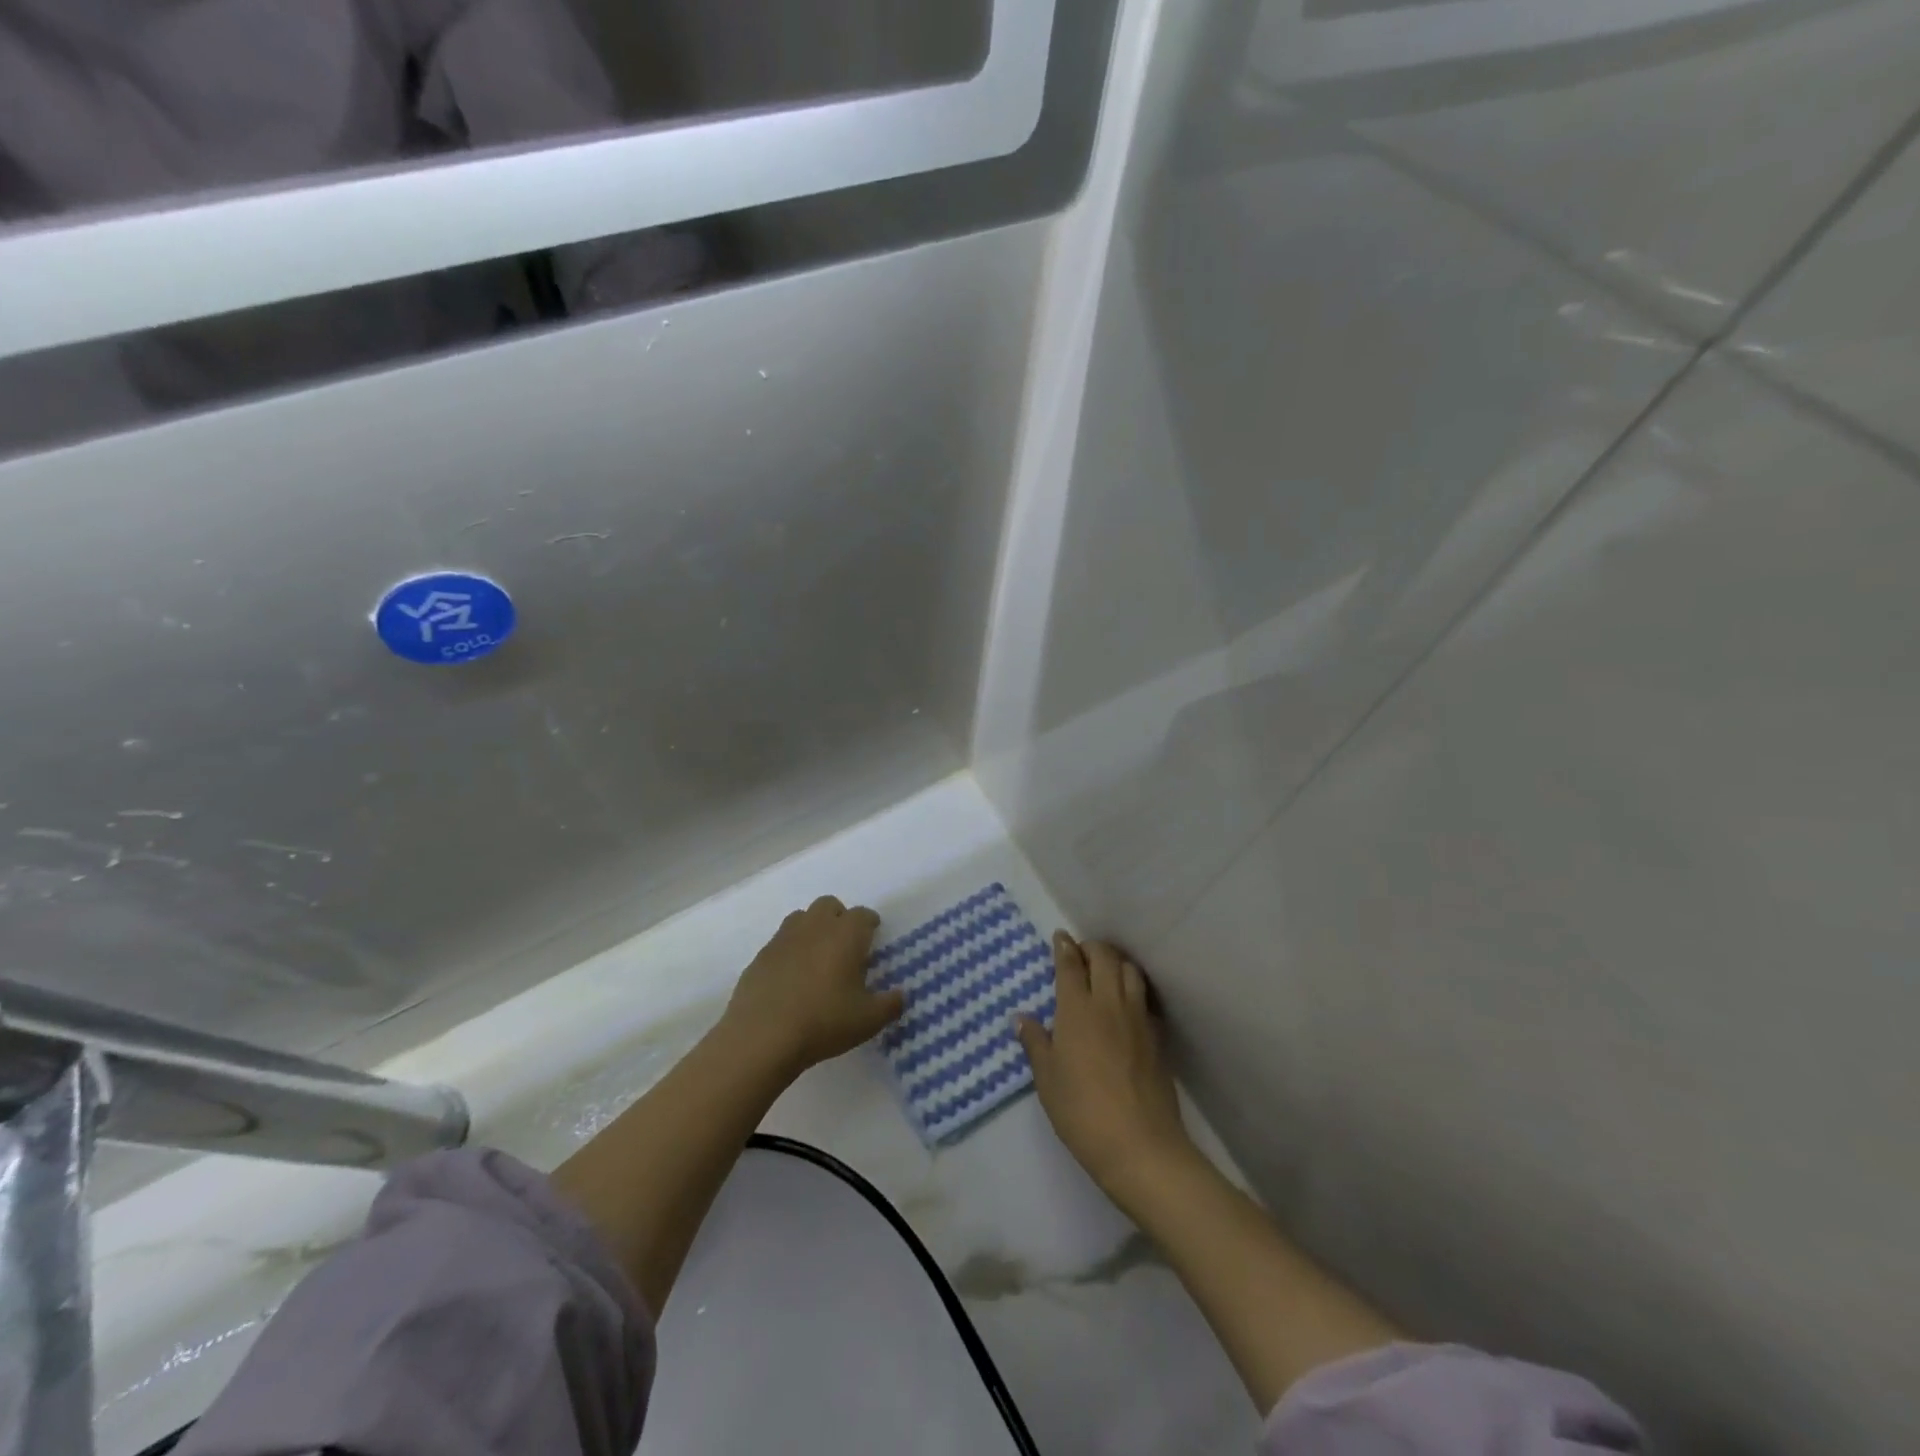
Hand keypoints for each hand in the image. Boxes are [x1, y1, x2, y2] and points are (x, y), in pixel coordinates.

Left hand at [720, 896, 904, 1077]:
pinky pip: (780, 942)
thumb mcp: (868, 1021)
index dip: (870, 924)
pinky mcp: (760, 956)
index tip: (873, 937)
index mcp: (845, 935)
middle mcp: (815, 927)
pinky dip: (789, 950)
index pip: (863, 915)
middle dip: (840, 918)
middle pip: (830, 905)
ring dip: (813, 928)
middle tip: (845, 945)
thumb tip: (900, 995)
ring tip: (817, 957)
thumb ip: (890, 1004)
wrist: (762, 1037)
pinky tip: (791, 977)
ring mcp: (783, 939)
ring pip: (801, 918)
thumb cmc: (823, 1022)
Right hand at [1016, 934, 1194, 1201]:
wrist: (1140, 1145)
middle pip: (1105, 957)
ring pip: (1130, 971)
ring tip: (1105, 971)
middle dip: (1092, 948)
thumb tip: (1021, 1018)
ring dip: (1116, 962)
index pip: (1071, 964)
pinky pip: (1145, 998)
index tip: (1060, 938)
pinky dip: (1134, 989)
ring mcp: (1138, 1018)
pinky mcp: (1157, 1036)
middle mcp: (1109, 1003)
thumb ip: (1035, 1043)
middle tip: (1080, 954)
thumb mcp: (1047, 1079)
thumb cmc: (1081, 1111)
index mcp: (1077, 1009)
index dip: (1064, 947)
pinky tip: (1126, 1004)